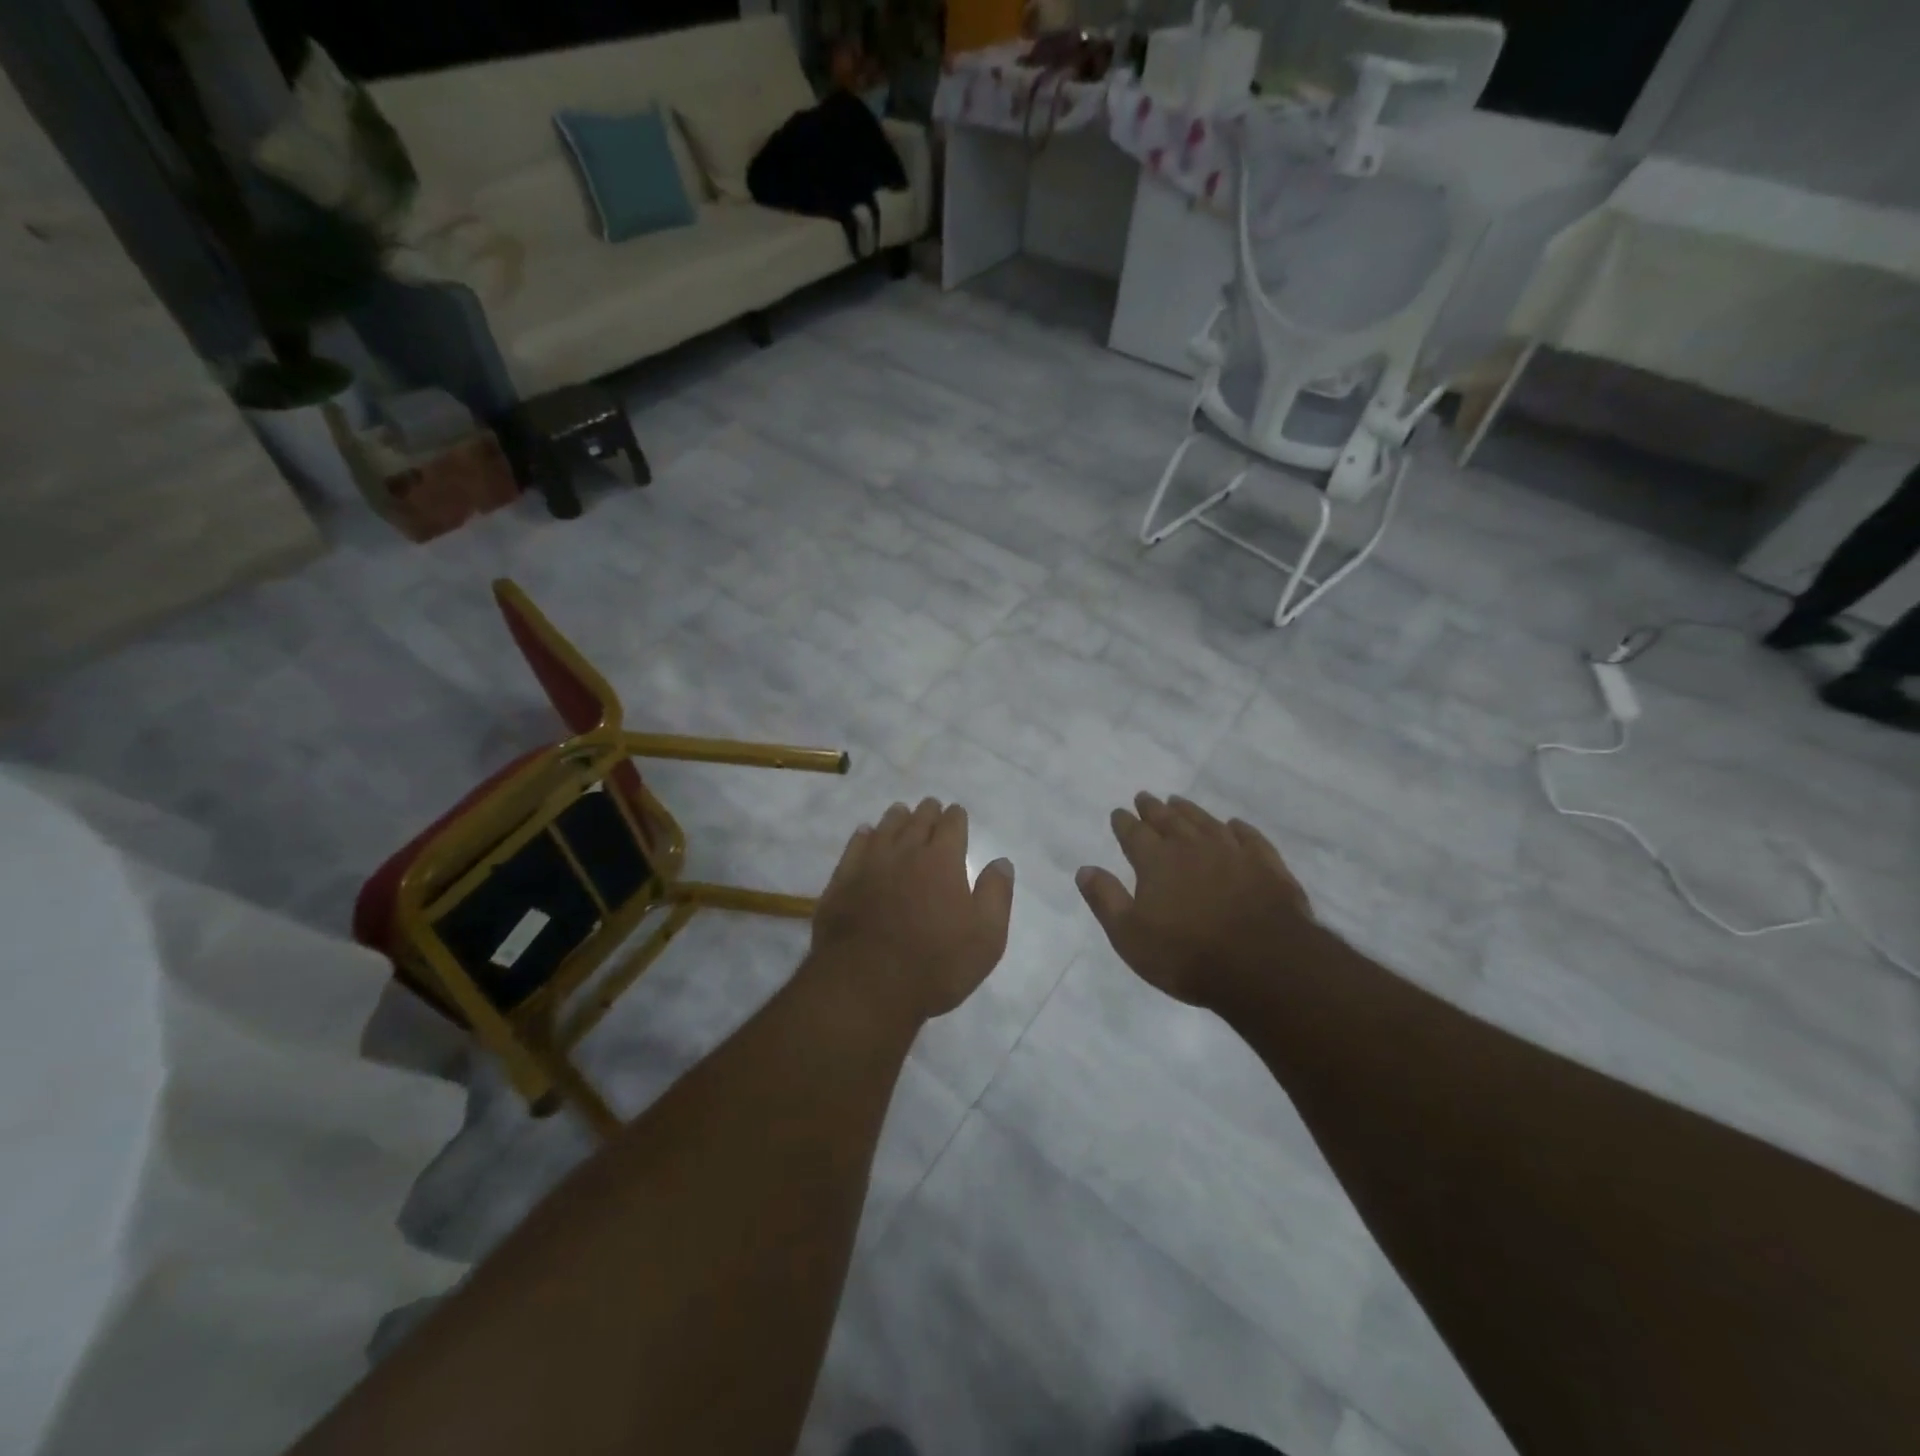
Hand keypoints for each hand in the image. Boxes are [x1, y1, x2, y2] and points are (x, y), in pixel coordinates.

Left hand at [808, 797, 1014, 1024]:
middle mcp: (906, 852)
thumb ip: (996, 895)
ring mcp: (869, 864)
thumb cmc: (936, 964)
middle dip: (928, 812)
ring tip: (901, 812)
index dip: (956, 817)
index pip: (952, 826)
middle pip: (918, 821)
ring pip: (885, 829)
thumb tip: (1001, 862)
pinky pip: (854, 847)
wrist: (867, 985)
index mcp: (943, 860)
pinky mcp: (842, 881)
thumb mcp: (986, 937)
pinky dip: (863, 836)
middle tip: (931, 807)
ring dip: (896, 818)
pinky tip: (865, 834)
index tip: (956, 813)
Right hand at [1076, 793, 1316, 1010]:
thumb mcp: (1130, 936)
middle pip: (1169, 820)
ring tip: (1178, 801)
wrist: (1264, 965)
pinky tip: (1233, 825)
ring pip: (1205, 822)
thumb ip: (1106, 899)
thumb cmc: (1187, 955)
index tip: (1118, 813)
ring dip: (1189, 810)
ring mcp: (1232, 852)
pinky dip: (1238, 828)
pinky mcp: (1266, 865)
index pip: (1134, 833)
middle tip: (1144, 797)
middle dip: (1153, 808)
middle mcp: (1192, 846)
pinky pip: (1248, 837)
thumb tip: (1085, 869)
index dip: (1124, 822)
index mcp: (1156, 861)